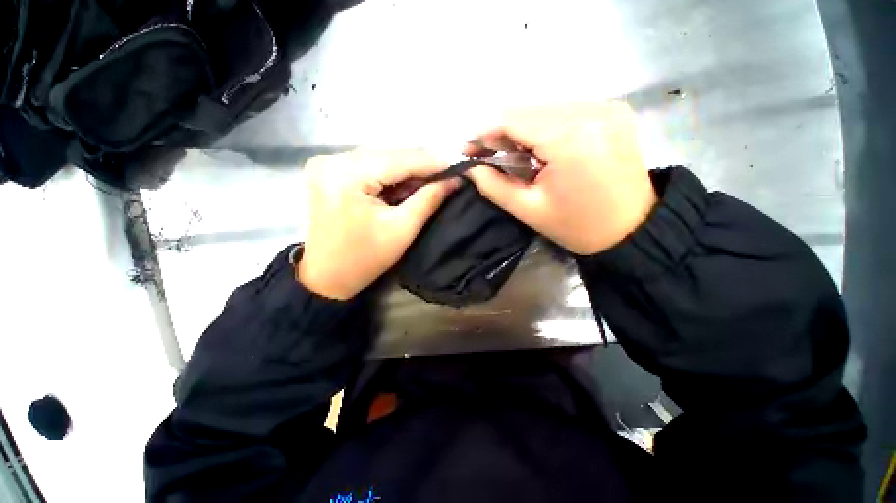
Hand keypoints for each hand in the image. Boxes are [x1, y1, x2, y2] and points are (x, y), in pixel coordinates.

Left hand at [297, 150, 459, 299]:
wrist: (327, 277)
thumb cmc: (365, 259)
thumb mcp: (402, 230)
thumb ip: (429, 200)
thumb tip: (454, 179)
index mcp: (347, 176)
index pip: (399, 160)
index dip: (432, 162)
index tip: (458, 165)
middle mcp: (332, 161)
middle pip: (389, 155)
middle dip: (420, 167)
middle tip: (446, 176)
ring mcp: (327, 164)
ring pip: (380, 159)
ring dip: (406, 171)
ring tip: (429, 182)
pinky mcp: (328, 172)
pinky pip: (368, 166)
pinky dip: (390, 175)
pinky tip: (404, 186)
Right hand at [464, 102, 657, 255]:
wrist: (631, 229)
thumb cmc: (576, 226)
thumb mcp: (528, 209)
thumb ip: (493, 185)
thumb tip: (469, 167)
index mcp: (570, 138)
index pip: (512, 119)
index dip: (484, 132)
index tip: (468, 149)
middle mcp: (591, 110)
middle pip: (528, 109)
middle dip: (502, 131)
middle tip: (489, 155)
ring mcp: (607, 106)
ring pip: (545, 107)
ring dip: (523, 129)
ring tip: (516, 155)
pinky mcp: (614, 110)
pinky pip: (566, 110)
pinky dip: (546, 126)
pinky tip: (543, 148)